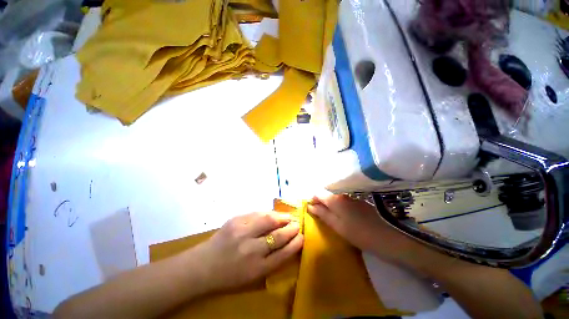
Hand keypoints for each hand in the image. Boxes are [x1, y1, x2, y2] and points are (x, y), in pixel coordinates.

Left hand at [190, 212, 303, 291]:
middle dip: (291, 228)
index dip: (295, 244)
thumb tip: (287, 243)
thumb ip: (271, 261)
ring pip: (269, 219)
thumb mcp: (253, 276)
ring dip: (282, 217)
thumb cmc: (230, 275)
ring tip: (288, 216)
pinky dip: (268, 213)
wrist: (202, 266)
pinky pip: (257, 213)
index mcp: (257, 268)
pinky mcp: (235, 220)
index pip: (283, 253)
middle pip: (278, 235)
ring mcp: (242, 232)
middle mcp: (251, 250)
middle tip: (297, 224)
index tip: (302, 237)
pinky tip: (273, 214)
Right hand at [307, 194, 427, 265]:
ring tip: (331, 217)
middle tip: (321, 215)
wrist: (390, 237)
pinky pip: (343, 200)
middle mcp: (342, 194)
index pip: (318, 193)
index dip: (313, 200)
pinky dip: (339, 206)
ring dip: (330, 204)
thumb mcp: (337, 226)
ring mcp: (352, 196)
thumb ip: (322, 214)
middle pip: (326, 194)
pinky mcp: (359, 201)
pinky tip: (343, 215)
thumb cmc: (360, 234)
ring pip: (335, 197)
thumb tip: (310, 206)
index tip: (312, 209)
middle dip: (321, 203)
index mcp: (335, 199)